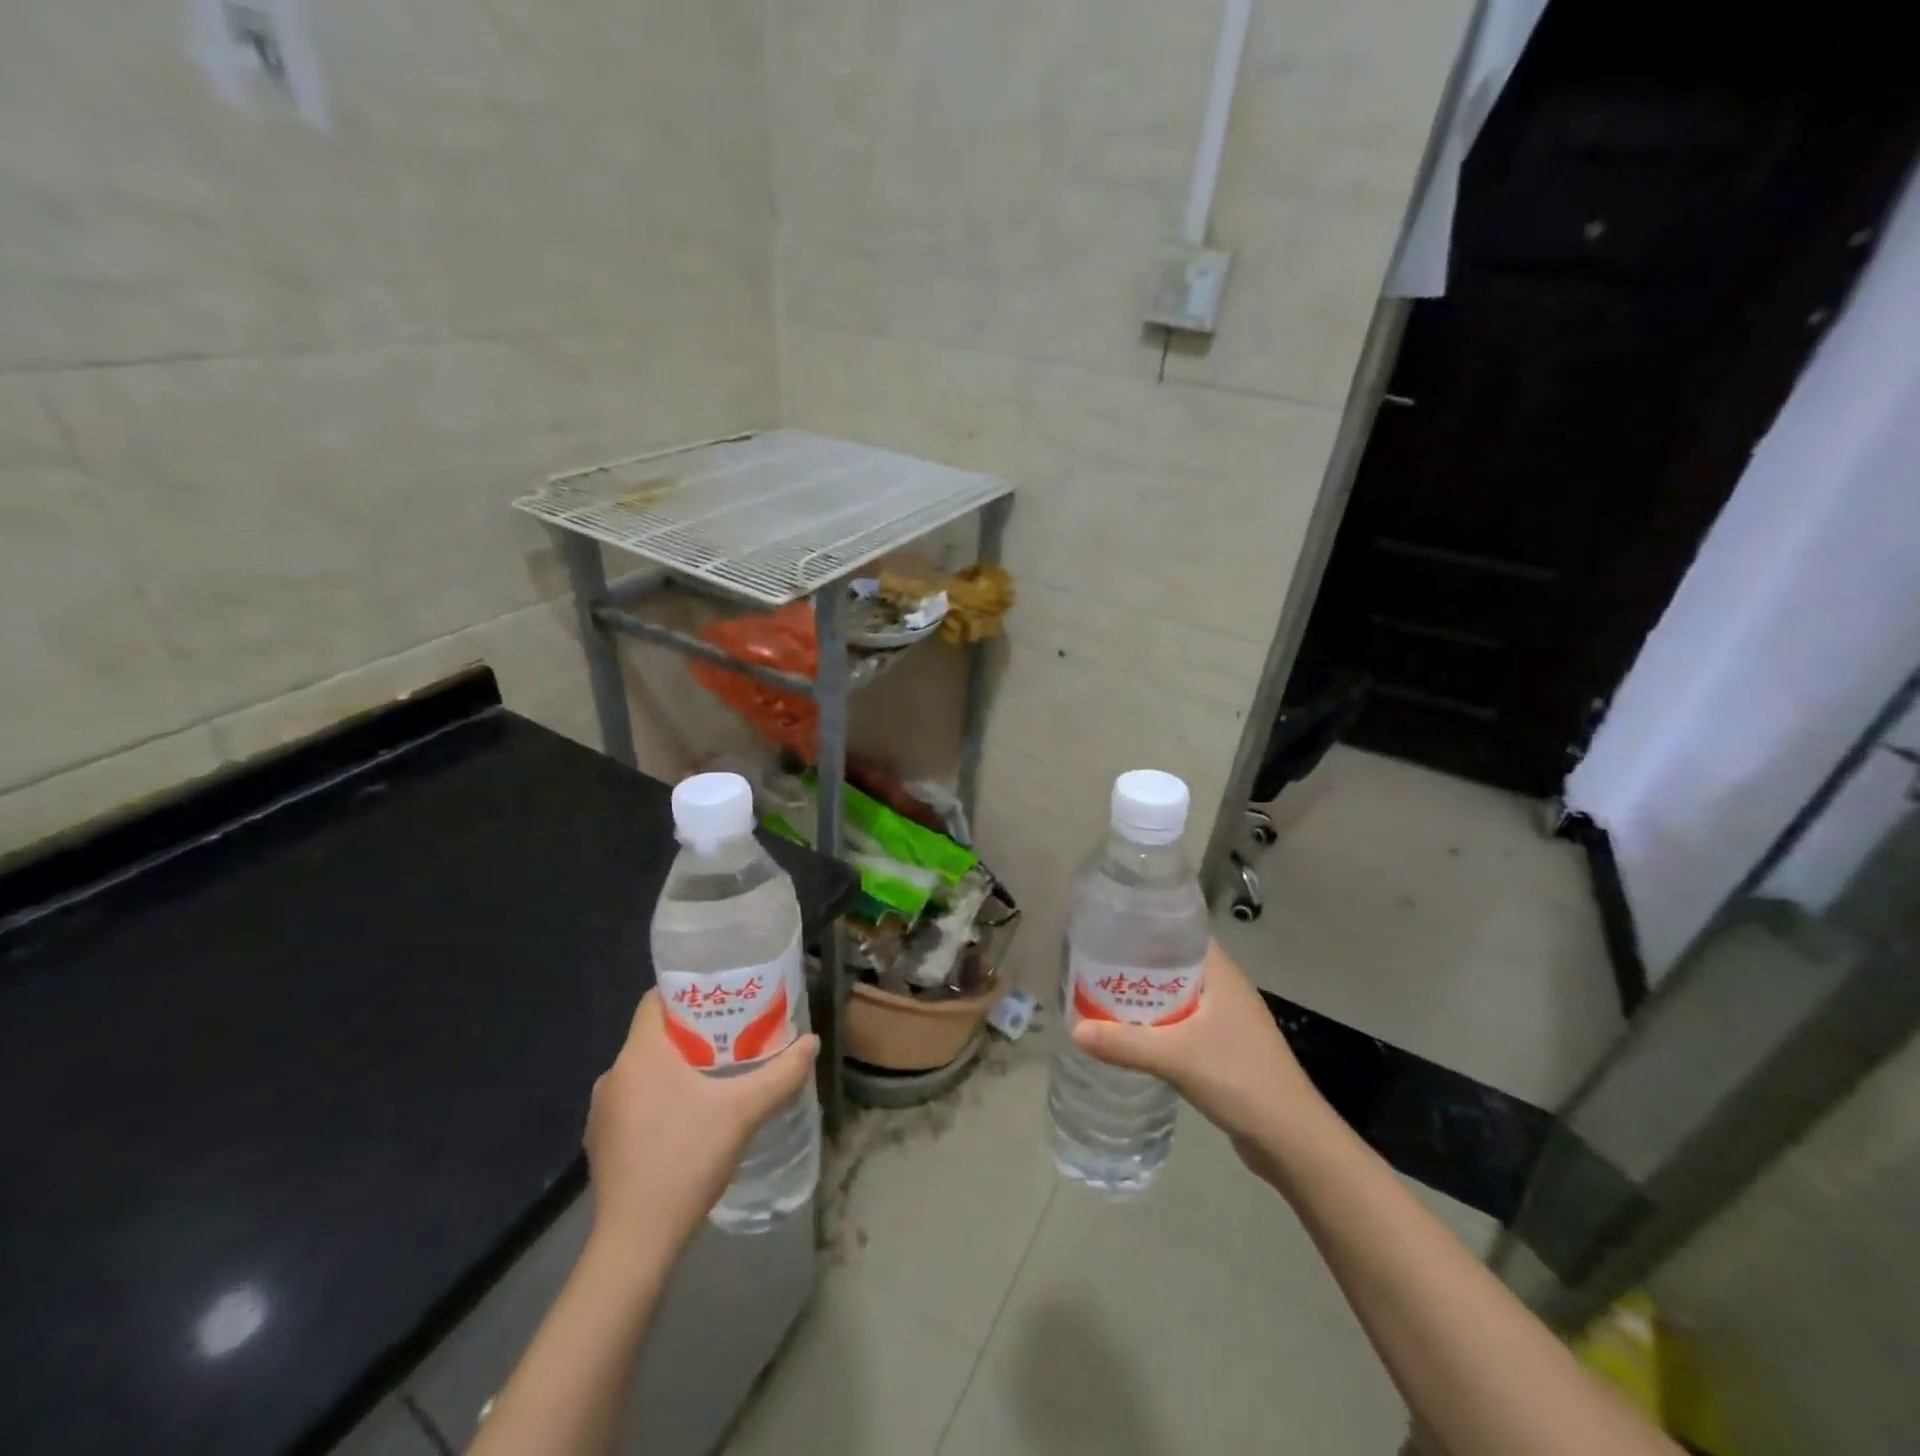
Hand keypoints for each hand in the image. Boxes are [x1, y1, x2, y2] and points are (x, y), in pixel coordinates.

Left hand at [584, 991, 818, 1266]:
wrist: (636, 1241)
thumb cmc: (687, 1159)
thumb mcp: (744, 1111)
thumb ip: (781, 1073)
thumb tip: (812, 1042)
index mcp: (640, 1054)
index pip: (655, 1000)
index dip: (688, 993)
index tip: (722, 998)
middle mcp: (614, 1074)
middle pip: (655, 1036)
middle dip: (692, 1033)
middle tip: (732, 1037)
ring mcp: (602, 1112)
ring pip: (644, 1071)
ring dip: (676, 1069)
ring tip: (715, 1078)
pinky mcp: (601, 1143)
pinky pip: (634, 1102)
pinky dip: (659, 1100)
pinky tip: (687, 1121)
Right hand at [1071, 941, 1331, 1178]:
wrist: (1292, 1140)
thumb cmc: (1240, 1079)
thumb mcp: (1176, 1057)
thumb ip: (1124, 1044)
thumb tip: (1074, 1030)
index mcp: (1220, 973)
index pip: (1180, 931)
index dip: (1146, 926)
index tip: (1108, 928)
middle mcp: (1224, 988)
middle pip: (1173, 963)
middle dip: (1135, 964)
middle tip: (1092, 963)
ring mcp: (1226, 1019)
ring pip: (1175, 995)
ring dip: (1145, 996)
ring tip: (1101, 994)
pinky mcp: (1223, 1047)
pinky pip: (1181, 1022)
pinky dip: (1157, 1023)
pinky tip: (1129, 1032)